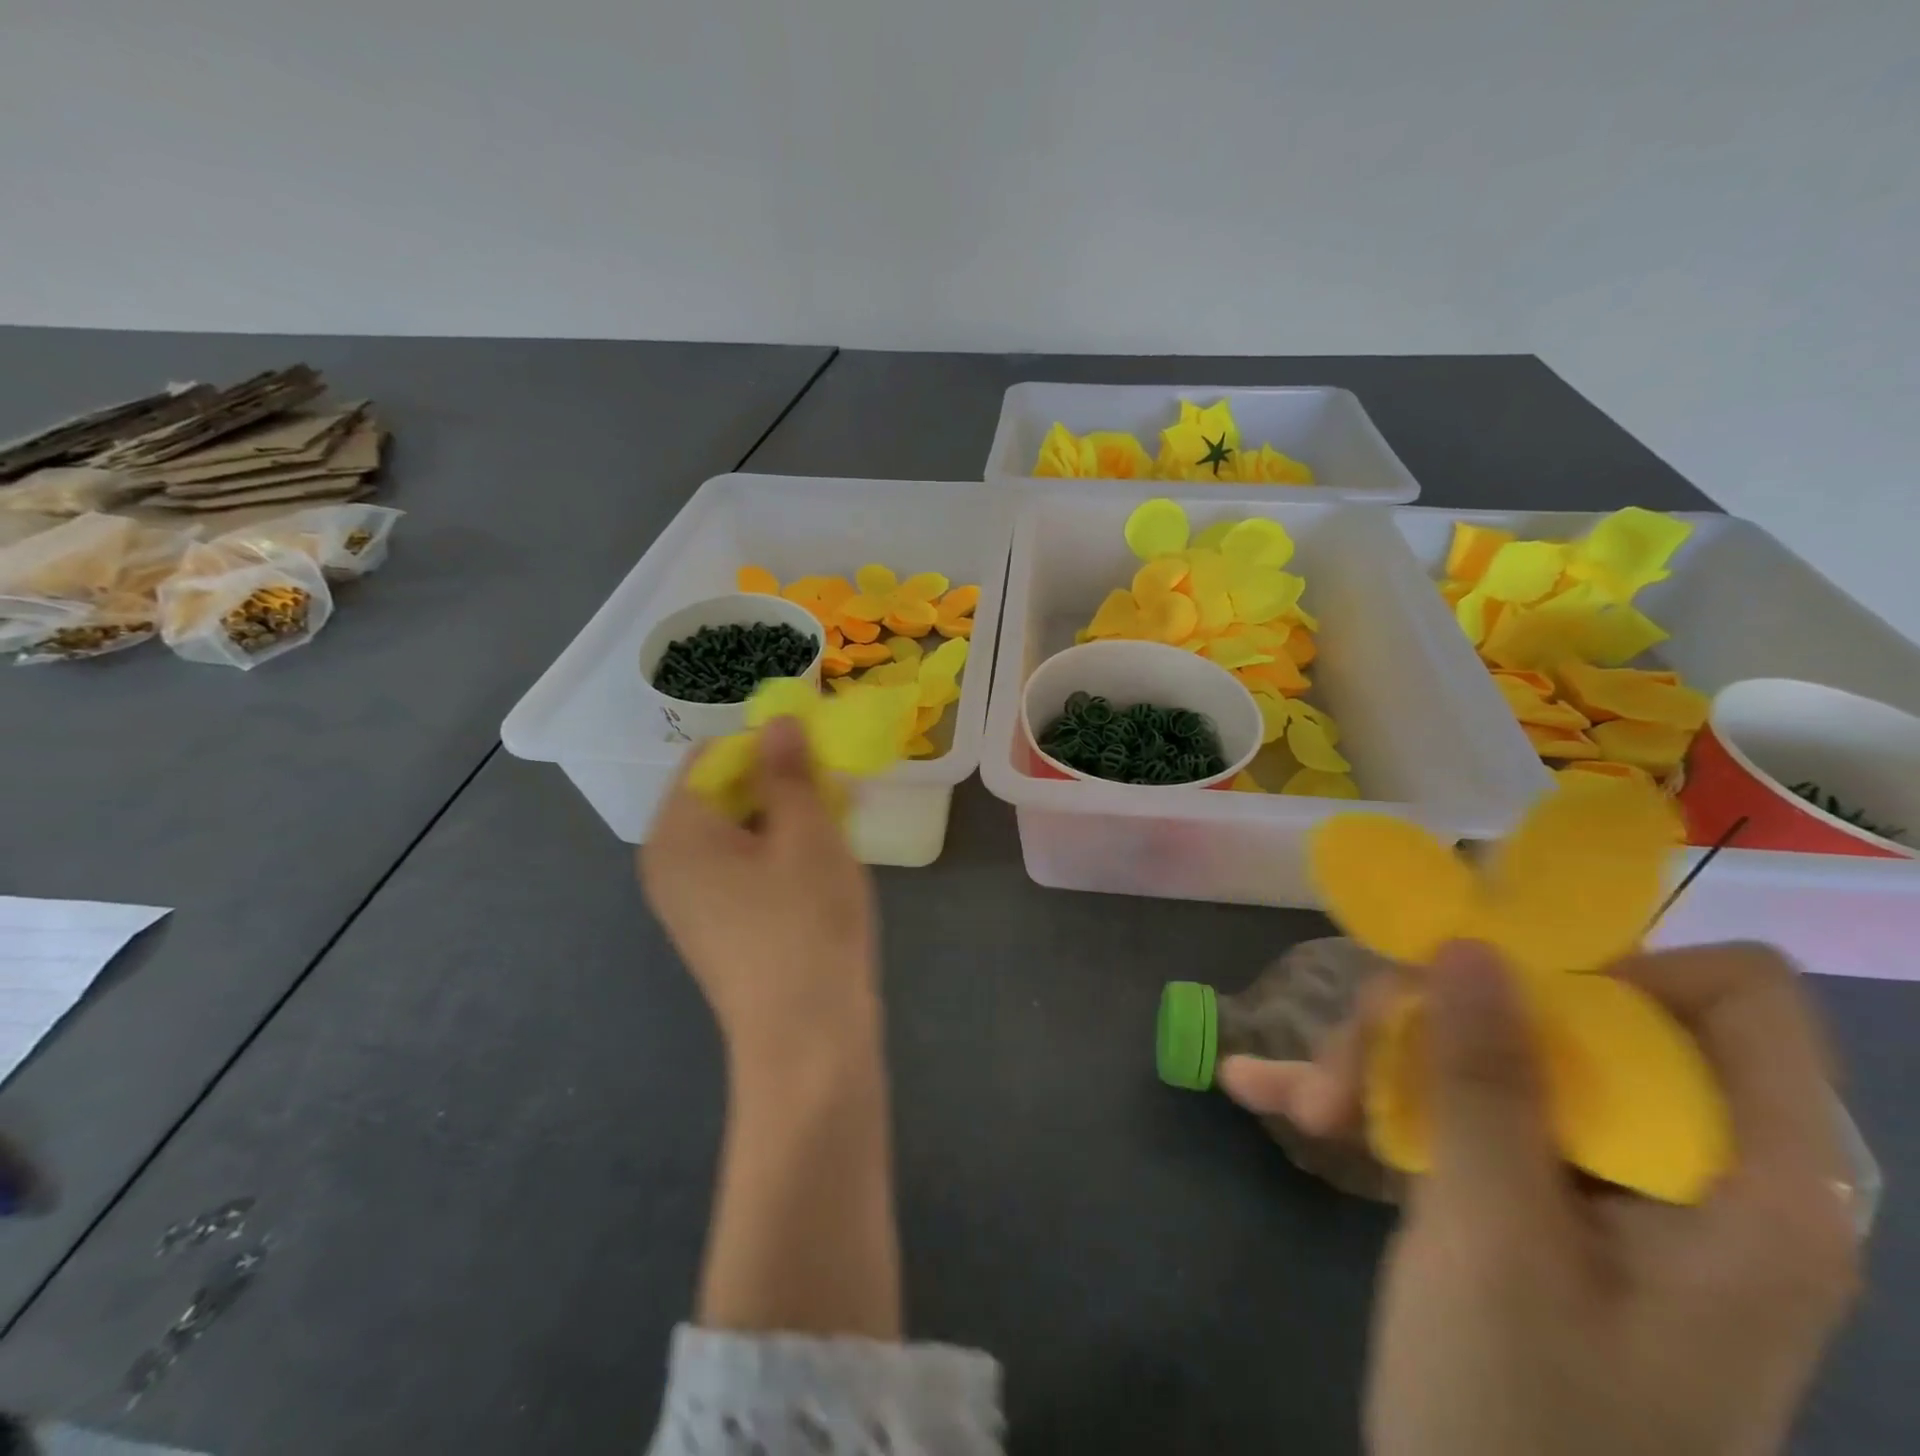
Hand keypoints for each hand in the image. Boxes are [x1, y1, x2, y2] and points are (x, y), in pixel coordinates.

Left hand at [641, 717, 879, 1067]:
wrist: (806, 1040)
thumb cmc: (805, 923)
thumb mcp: (806, 833)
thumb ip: (788, 770)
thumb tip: (777, 721)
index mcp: (676, 832)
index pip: (712, 756)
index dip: (766, 745)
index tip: (817, 758)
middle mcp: (667, 863)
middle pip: (721, 794)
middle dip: (779, 784)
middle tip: (835, 795)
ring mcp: (688, 902)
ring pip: (737, 833)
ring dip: (784, 820)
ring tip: (835, 832)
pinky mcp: (715, 929)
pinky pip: (741, 870)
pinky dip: (777, 855)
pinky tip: (818, 871)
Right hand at [1224, 941, 1858, 1455]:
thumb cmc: (1520, 1419)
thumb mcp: (1494, 1240)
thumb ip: (1485, 1083)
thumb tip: (1470, 944)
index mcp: (1744, 1182)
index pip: (1732, 996)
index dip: (1612, 966)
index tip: (1488, 985)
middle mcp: (1674, 1163)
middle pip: (1561, 1015)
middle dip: (1436, 1023)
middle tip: (1350, 1070)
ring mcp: (1587, 1180)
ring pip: (1483, 1052)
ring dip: (1377, 1064)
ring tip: (1306, 1110)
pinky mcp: (1519, 1196)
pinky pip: (1444, 1109)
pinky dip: (1361, 1100)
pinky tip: (1265, 1092)